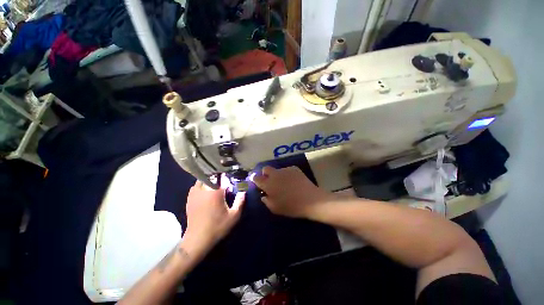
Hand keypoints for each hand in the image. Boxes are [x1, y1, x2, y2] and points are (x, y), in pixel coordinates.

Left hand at [183, 180, 244, 254]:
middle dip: (218, 176)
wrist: (198, 239)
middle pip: (211, 176)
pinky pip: (196, 186)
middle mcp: (204, 189)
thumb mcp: (233, 216)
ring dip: (209, 179)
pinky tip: (206, 191)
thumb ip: (240, 202)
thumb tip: (243, 191)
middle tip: (223, 179)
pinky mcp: (189, 199)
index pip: (222, 177)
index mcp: (215, 192)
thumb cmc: (217, 227)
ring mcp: (195, 193)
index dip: (227, 176)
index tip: (231, 177)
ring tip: (215, 183)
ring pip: (202, 179)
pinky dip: (201, 185)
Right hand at [252, 166, 334, 217]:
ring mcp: (285, 170)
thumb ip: (266, 201)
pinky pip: (286, 170)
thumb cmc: (291, 206)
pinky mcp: (294, 168)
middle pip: (265, 168)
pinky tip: (293, 182)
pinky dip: (286, 175)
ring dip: (277, 175)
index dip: (255, 179)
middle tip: (269, 181)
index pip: (257, 178)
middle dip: (265, 173)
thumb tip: (264, 195)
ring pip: (277, 170)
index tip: (257, 182)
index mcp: (268, 184)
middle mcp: (275, 174)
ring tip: (284, 183)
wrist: (310, 200)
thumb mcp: (275, 208)